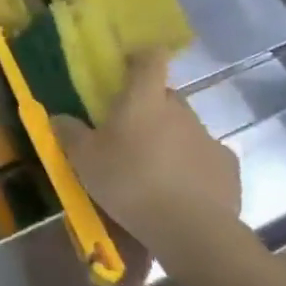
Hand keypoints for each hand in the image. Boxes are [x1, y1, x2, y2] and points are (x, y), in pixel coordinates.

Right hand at [53, 48, 240, 270]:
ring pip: (184, 128)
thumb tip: (58, 117)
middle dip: (149, 108)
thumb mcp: (84, 159)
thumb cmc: (128, 182)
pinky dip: (192, 166)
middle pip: (165, 96)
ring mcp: (207, 137)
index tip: (128, 67)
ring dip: (169, 139)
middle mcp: (180, 110)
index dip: (141, 57)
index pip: (151, 59)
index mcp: (144, 99)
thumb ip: (69, 133)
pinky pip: (204, 157)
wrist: (189, 228)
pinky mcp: (227, 167)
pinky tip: (180, 190)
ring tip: (152, 169)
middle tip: (128, 133)